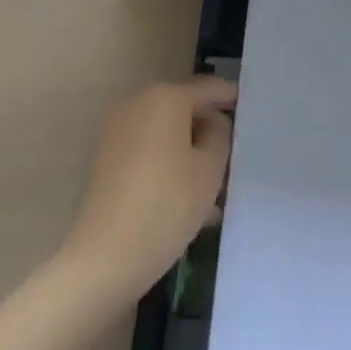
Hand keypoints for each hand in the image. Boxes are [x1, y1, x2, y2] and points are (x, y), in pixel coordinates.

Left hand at [62, 75, 237, 303]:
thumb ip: (220, 134)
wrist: (101, 262)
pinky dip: (167, 163)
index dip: (230, 97)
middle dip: (207, 128)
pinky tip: (184, 196)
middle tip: (231, 151)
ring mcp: (117, 131)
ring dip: (187, 150)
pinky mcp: (105, 160)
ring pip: (166, 133)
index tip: (248, 108)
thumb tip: (212, 123)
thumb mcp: (210, 168)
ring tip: (211, 183)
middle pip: (184, 108)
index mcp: (167, 95)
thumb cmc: (165, 206)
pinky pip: (147, 150)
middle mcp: (139, 102)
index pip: (209, 87)